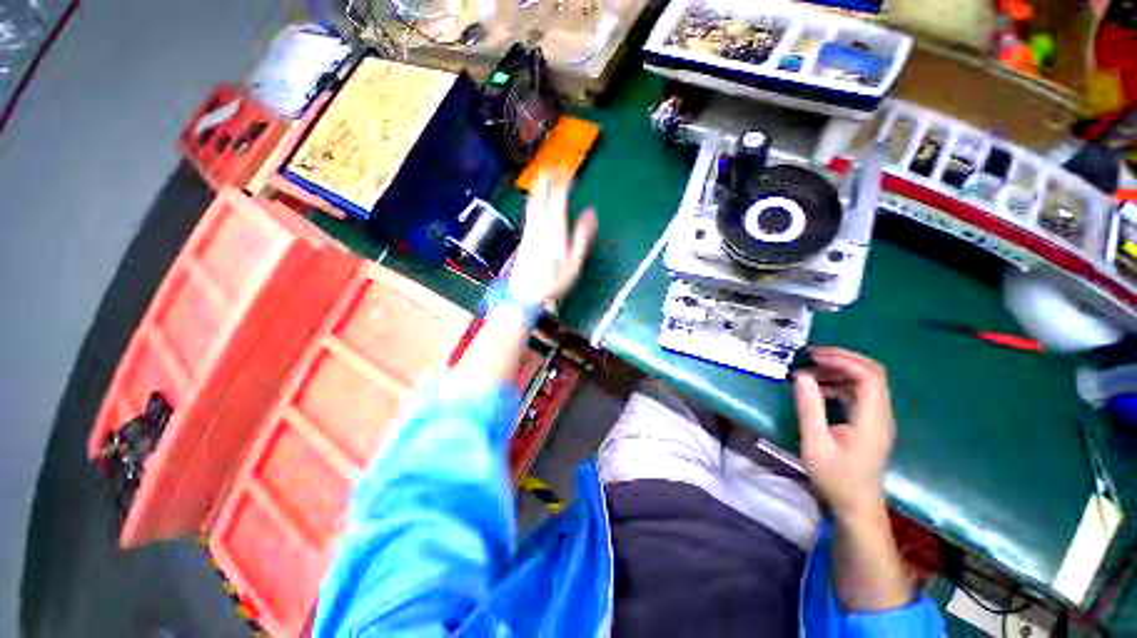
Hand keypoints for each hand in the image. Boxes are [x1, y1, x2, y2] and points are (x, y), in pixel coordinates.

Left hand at [507, 167, 598, 304]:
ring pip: (533, 202)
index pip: (558, 198)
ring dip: (539, 187)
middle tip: (553, 165)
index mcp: (554, 229)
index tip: (568, 169)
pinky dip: (535, 200)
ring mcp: (529, 231)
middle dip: (547, 178)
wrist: (524, 295)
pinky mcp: (524, 238)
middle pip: (541, 195)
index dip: (563, 181)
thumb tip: (591, 213)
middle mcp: (539, 226)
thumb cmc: (553, 282)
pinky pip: (530, 212)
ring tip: (544, 176)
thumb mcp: (574, 263)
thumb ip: (582, 236)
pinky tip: (536, 201)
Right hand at [794, 348, 894, 518]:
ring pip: (868, 382)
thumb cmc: (835, 476)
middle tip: (813, 356)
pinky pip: (861, 393)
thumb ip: (809, 407)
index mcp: (872, 419)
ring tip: (811, 370)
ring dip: (841, 370)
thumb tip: (802, 376)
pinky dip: (841, 383)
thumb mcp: (815, 442)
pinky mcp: (872, 423)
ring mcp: (879, 419)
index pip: (868, 377)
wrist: (856, 505)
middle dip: (844, 359)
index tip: (814, 357)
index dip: (843, 361)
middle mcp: (881, 415)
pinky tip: (820, 388)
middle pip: (873, 373)